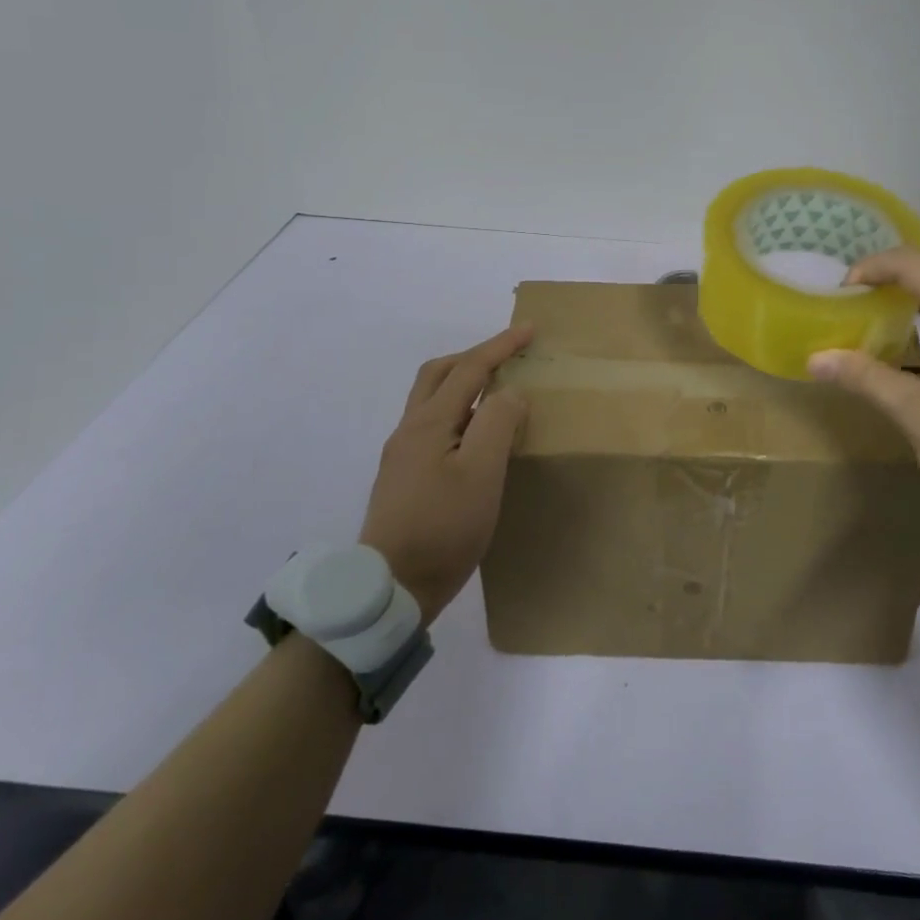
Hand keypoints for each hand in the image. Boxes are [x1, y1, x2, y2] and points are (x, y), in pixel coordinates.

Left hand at [361, 325, 533, 623]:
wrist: (388, 590)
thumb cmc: (442, 528)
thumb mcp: (482, 474)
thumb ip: (497, 423)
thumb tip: (510, 393)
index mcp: (428, 423)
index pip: (468, 369)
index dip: (500, 346)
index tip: (530, 330)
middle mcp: (409, 430)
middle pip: (439, 374)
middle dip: (475, 357)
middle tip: (509, 355)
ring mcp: (402, 454)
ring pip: (432, 399)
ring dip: (464, 381)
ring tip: (497, 390)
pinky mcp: (403, 477)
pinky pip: (433, 423)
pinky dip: (459, 410)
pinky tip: (475, 433)